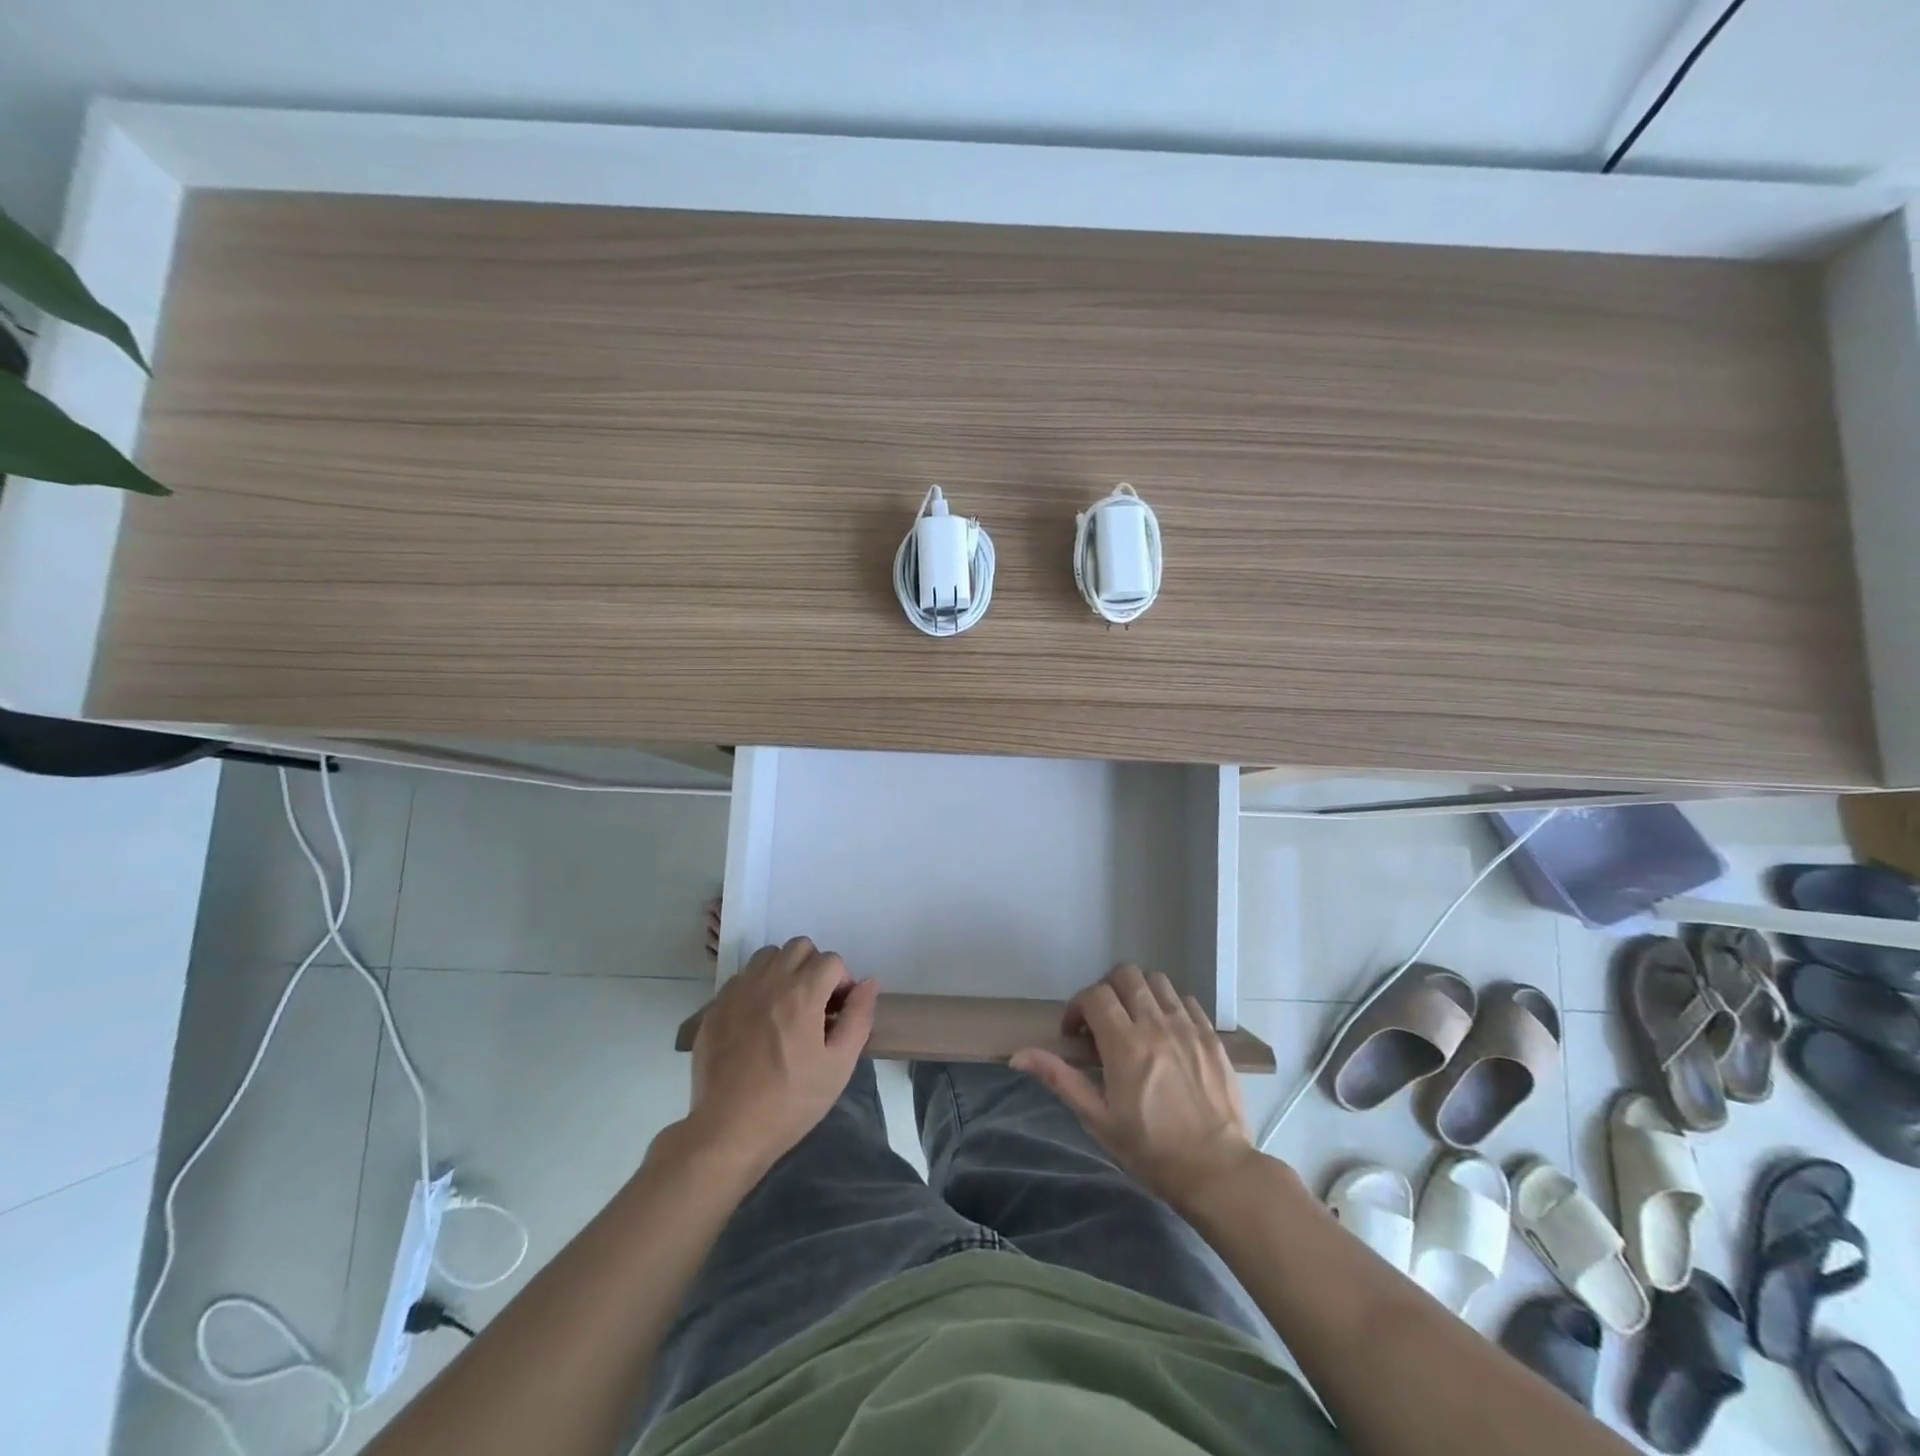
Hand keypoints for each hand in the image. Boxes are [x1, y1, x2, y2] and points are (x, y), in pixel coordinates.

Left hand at [685, 937, 877, 1175]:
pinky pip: (742, 978)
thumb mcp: (839, 1065)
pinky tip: (757, 1021)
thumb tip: (868, 983)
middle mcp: (769, 981)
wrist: (728, 1130)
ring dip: (783, 970)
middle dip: (814, 967)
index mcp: (802, 993)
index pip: (832, 960)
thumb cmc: (791, 1100)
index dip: (841, 982)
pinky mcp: (715, 1007)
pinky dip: (756, 987)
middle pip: (799, 946)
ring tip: (785, 1006)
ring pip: (768, 955)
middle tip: (814, 1004)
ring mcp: (738, 992)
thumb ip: (859, 1017)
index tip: (837, 1013)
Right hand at [1012, 964, 1255, 1211]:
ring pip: (1157, 980)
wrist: (1217, 1171)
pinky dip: (1169, 1005)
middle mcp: (1156, 1025)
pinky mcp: (1211, 1036)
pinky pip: (1186, 1000)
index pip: (1094, 995)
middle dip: (1106, 989)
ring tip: (1134, 1020)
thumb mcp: (1098, 1120)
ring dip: (1138, 991)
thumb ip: (1060, 1079)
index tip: (1075, 1034)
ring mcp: (1188, 1027)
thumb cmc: (1151, 1150)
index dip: (1077, 1007)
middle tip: (1102, 1020)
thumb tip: (1019, 1056)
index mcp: (1125, 1044)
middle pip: (1125, 975)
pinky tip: (1165, 1031)